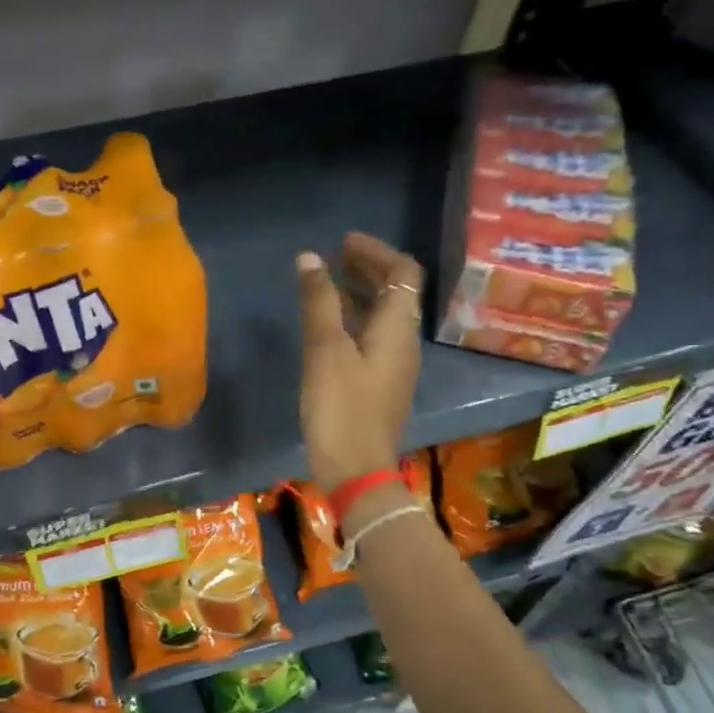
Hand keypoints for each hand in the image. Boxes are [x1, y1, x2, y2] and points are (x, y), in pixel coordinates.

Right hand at [295, 233, 423, 492]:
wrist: (357, 470)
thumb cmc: (341, 408)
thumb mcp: (325, 350)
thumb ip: (319, 301)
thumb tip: (309, 258)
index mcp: (398, 328)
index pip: (403, 272)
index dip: (376, 251)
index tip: (344, 242)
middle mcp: (404, 342)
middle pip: (396, 293)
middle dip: (367, 269)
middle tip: (333, 257)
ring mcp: (393, 365)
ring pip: (382, 316)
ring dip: (359, 294)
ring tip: (325, 285)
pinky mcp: (379, 385)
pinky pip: (372, 338)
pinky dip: (353, 321)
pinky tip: (326, 327)